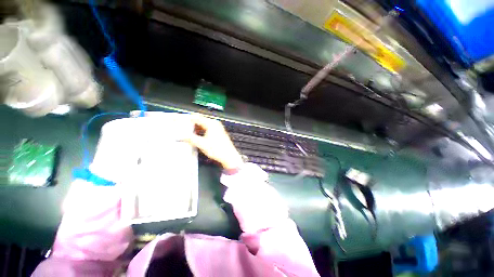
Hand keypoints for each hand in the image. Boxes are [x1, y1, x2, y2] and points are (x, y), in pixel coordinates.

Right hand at [185, 114, 243, 169]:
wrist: (229, 157)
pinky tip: (195, 136)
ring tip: (185, 133)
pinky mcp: (218, 133)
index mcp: (211, 124)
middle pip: (200, 121)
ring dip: (195, 128)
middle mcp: (215, 124)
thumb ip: (190, 139)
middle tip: (180, 128)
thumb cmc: (218, 150)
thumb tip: (181, 136)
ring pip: (203, 125)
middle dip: (190, 124)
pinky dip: (200, 131)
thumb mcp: (202, 144)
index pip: (196, 117)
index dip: (186, 119)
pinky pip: (206, 129)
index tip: (178, 121)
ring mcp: (217, 128)